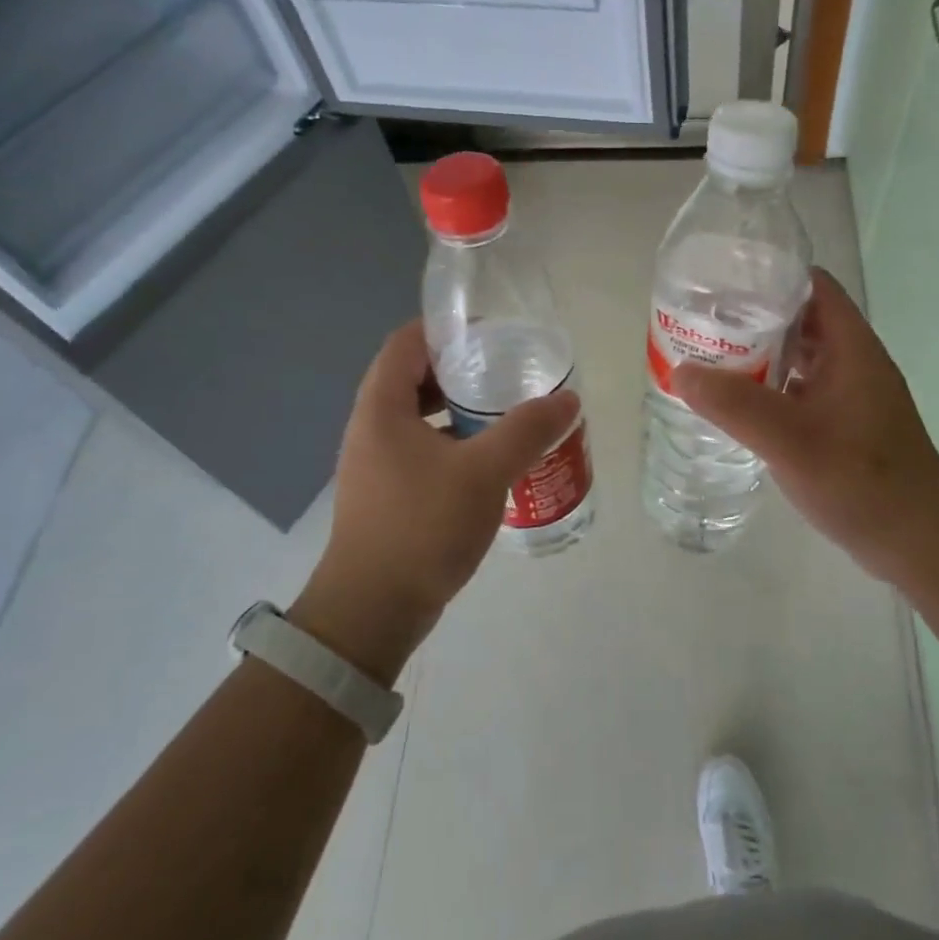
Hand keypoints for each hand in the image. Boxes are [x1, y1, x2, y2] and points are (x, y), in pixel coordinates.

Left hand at [292, 320, 579, 681]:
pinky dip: (453, 443)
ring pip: (419, 417)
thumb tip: (568, 398)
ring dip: (458, 409)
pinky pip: (422, 449)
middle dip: (459, 369)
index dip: (445, 328)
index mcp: (381, 407)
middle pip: (413, 377)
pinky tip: (489, 460)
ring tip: (505, 412)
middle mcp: (370, 427)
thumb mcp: (483, 472)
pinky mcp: (387, 493)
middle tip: (506, 370)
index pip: (406, 342)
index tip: (490, 333)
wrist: (372, 610)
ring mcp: (376, 463)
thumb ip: (527, 431)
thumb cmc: (422, 527)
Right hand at [671, 270, 938, 584]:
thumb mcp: (792, 440)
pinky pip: (800, 390)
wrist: (917, 541)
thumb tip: (681, 371)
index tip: (721, 283)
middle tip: (703, 323)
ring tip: (710, 358)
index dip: (769, 275)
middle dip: (753, 317)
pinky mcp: (844, 425)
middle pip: (800, 319)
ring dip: (759, 354)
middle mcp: (853, 361)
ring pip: (799, 357)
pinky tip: (737, 405)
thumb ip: (736, 405)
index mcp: (851, 346)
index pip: (811, 285)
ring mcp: (850, 394)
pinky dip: (769, 388)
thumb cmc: (862, 480)